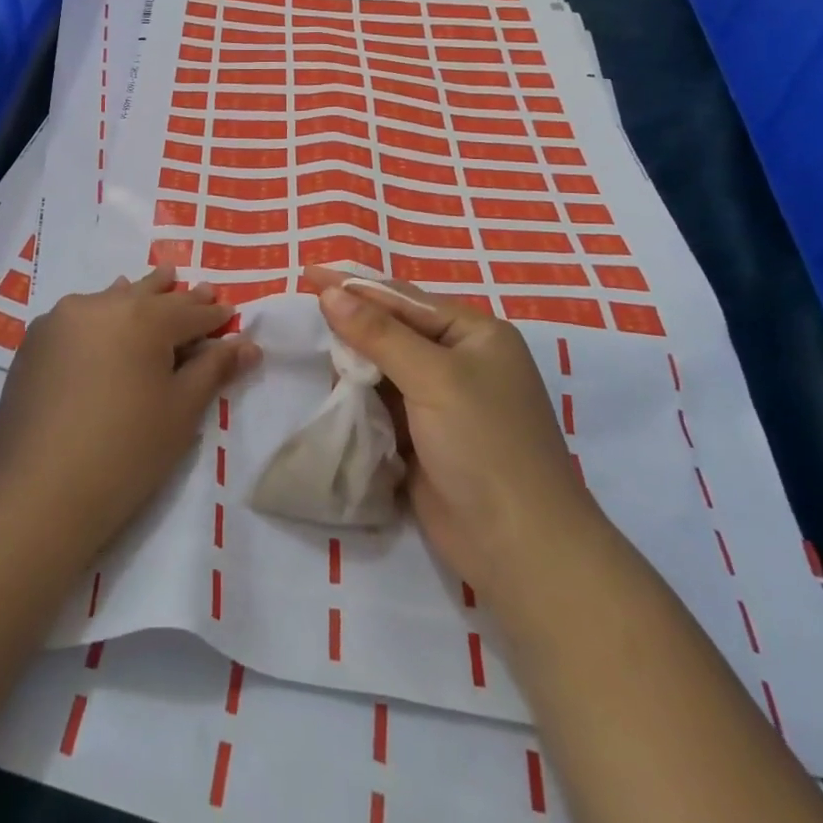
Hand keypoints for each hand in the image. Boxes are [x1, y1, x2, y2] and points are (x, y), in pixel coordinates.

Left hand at [0, 267, 259, 566]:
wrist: (39, 491)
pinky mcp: (36, 340)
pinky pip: (79, 316)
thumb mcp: (181, 411)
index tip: (230, 312)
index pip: (190, 312)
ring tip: (156, 285)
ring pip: (112, 298)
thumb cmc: (126, 452)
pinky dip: (101, 314)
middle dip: (178, 296)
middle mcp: (102, 305)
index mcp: (143, 317)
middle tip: (200, 288)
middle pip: (150, 295)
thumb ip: (214, 369)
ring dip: (137, 295)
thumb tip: (250, 344)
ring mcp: (63, 319)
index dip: (214, 315)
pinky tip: (104, 319)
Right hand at [305, 267, 601, 603]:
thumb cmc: (485, 445)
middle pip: (394, 329)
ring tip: (309, 344)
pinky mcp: (425, 437)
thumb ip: (378, 333)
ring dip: (352, 360)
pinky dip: (358, 394)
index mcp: (476, 334)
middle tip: (303, 307)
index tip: (308, 273)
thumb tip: (330, 293)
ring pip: (385, 366)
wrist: (520, 549)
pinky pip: (383, 402)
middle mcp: (461, 360)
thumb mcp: (433, 378)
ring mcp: (443, 401)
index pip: (404, 299)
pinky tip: (330, 386)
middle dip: (352, 321)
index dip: (355, 285)